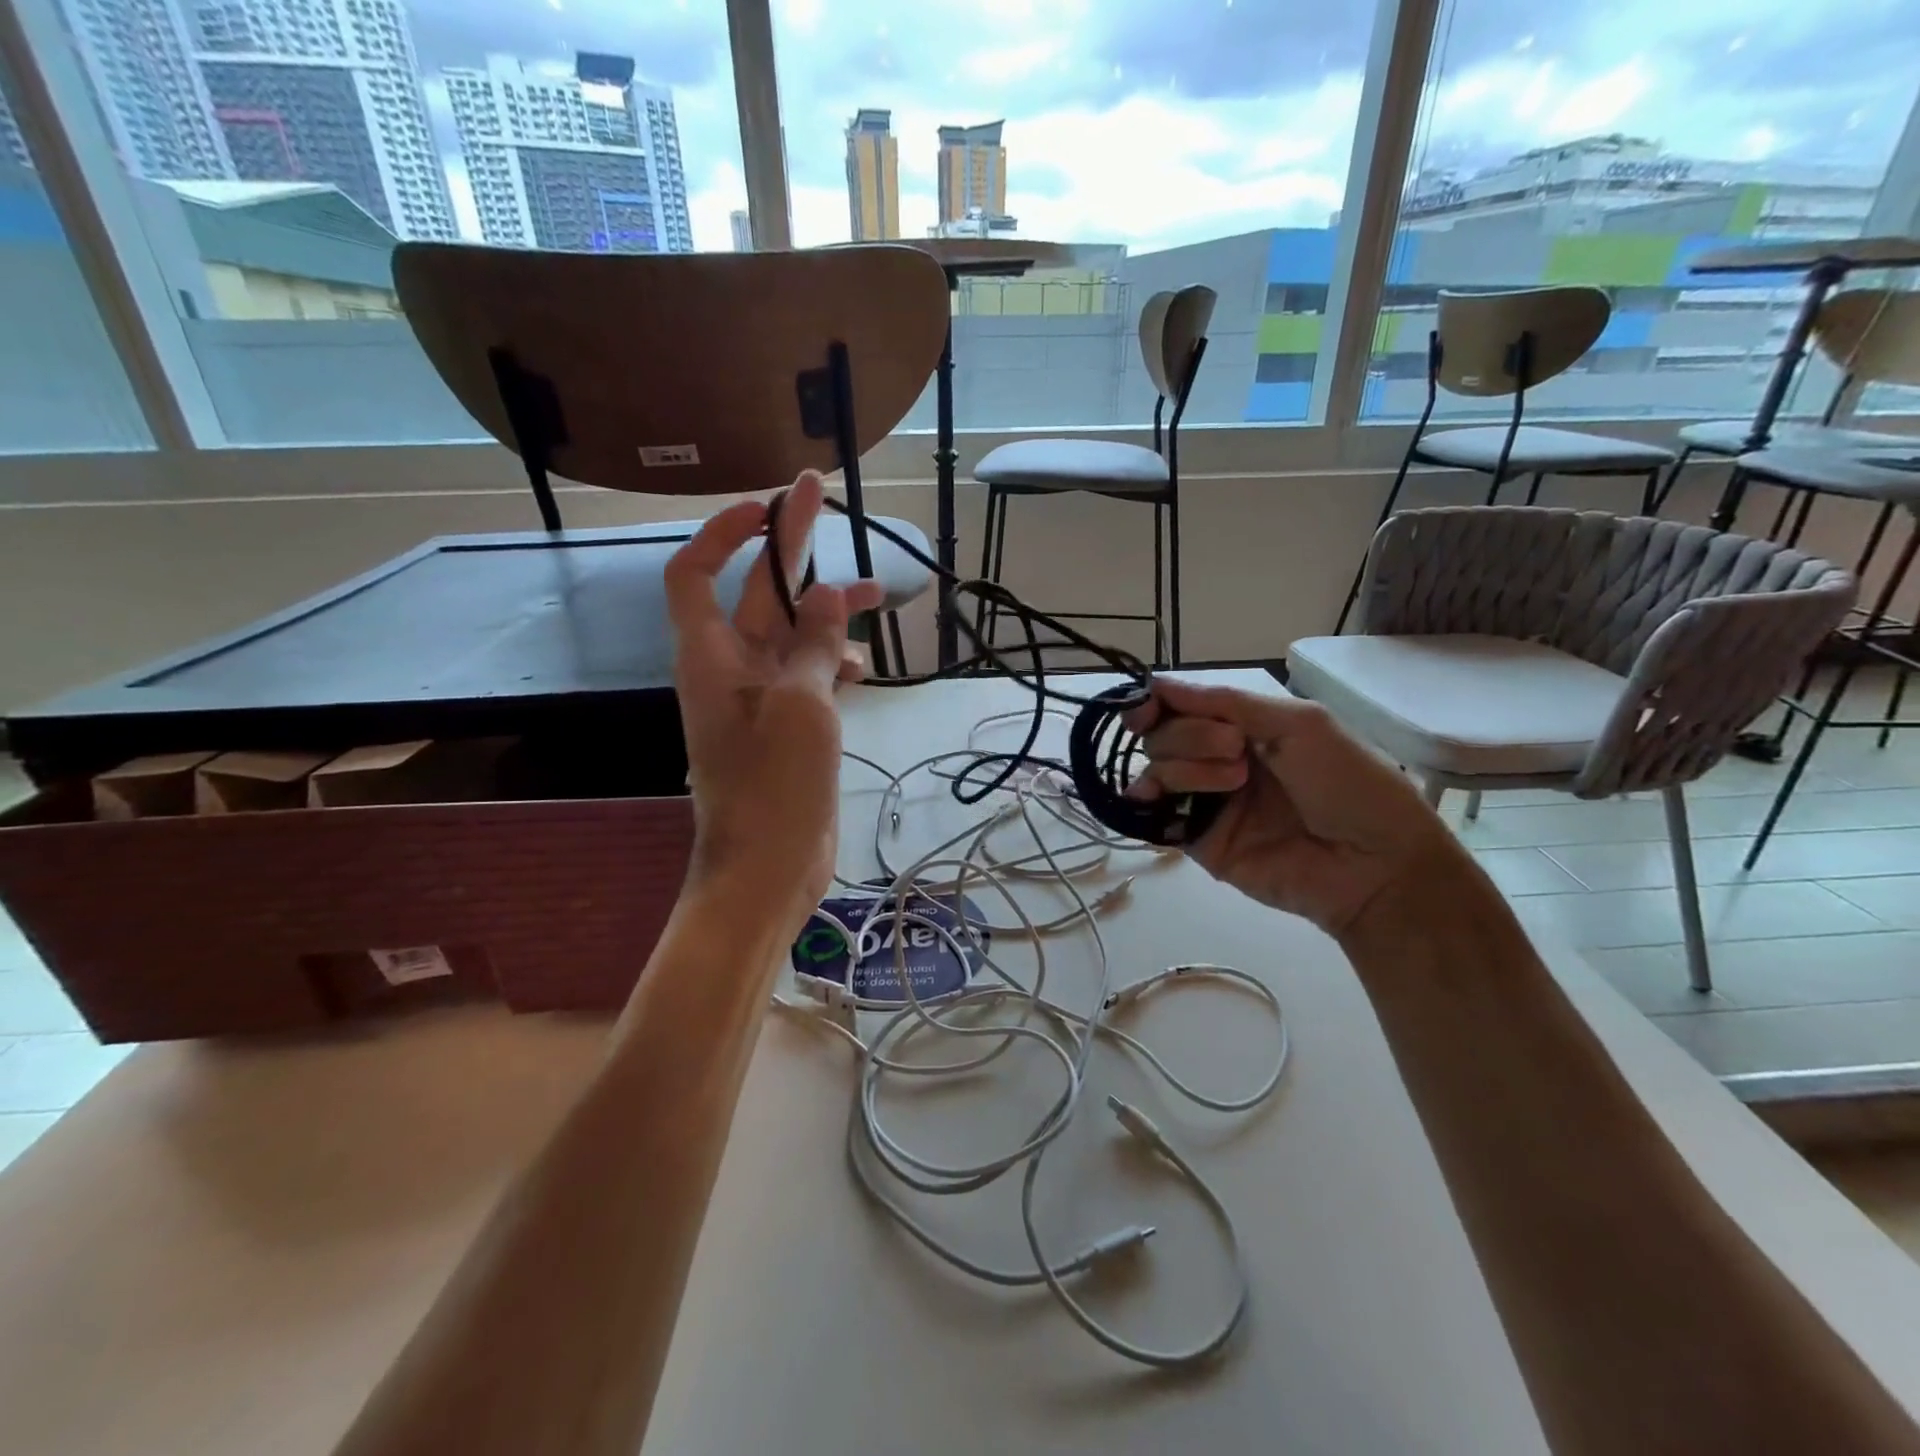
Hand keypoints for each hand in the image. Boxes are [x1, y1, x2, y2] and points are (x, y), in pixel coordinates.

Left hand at [664, 471, 883, 932]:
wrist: (768, 868)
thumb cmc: (774, 784)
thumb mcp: (799, 703)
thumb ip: (813, 643)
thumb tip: (829, 593)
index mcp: (713, 655)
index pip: (695, 573)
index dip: (723, 533)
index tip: (765, 507)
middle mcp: (732, 668)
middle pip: (758, 592)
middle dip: (789, 545)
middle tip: (821, 494)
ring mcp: (763, 699)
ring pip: (793, 633)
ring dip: (828, 610)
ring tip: (879, 593)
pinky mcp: (789, 726)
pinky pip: (809, 675)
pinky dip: (834, 663)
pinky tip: (862, 668)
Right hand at [1123, 678, 1471, 937]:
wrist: (1375, 865)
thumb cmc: (1349, 783)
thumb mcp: (1298, 723)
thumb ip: (1225, 702)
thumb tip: (1155, 682)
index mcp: (1244, 727)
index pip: (1180, 706)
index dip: (1155, 702)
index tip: (1147, 708)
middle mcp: (1218, 760)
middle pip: (1163, 735)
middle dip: (1190, 736)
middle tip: (1236, 751)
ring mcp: (1207, 801)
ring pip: (1157, 770)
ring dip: (1186, 768)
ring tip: (1234, 783)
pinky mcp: (1199, 841)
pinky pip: (1156, 816)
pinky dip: (1147, 802)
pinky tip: (1153, 798)